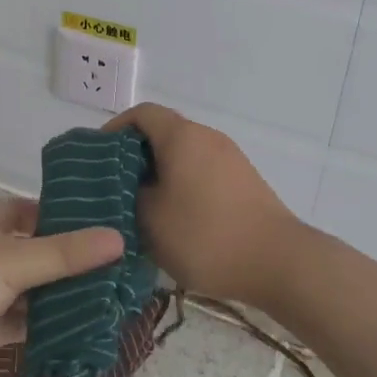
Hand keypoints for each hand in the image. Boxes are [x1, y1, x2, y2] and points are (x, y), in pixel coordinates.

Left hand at [0, 199, 123, 376]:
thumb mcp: (9, 262)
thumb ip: (64, 254)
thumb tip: (119, 238)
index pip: (40, 211)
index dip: (72, 217)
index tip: (115, 225)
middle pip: (42, 252)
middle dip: (77, 261)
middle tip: (127, 268)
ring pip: (36, 289)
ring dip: (67, 296)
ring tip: (117, 299)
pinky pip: (26, 321)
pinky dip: (50, 325)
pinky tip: (86, 330)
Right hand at [106, 103, 300, 305]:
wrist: (280, 262)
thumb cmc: (206, 236)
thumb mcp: (150, 219)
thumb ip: (130, 194)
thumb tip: (128, 186)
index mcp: (181, 136)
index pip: (141, 114)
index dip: (114, 129)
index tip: (97, 157)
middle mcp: (207, 137)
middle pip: (162, 132)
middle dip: (134, 156)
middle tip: (114, 187)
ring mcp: (230, 158)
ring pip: (183, 155)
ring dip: (159, 173)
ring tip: (141, 206)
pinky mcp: (244, 181)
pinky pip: (202, 171)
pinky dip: (182, 185)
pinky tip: (175, 219)